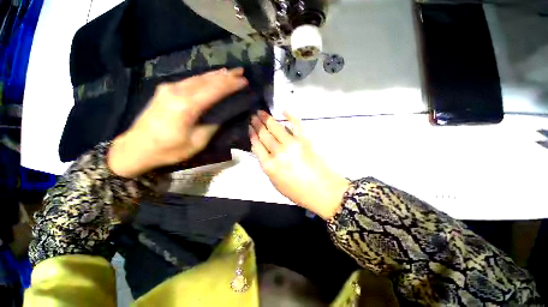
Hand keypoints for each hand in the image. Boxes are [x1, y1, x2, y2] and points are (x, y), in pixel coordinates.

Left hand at [108, 68, 247, 177]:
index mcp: (186, 106)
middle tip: (241, 72)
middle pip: (207, 80)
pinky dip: (204, 78)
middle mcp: (177, 92)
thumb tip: (224, 114)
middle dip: (226, 76)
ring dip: (215, 75)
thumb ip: (212, 126)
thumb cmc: (168, 150)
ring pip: (198, 77)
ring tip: (230, 72)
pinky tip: (211, 77)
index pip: (214, 90)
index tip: (244, 82)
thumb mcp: (197, 142)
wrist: (135, 148)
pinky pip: (190, 81)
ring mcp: (169, 88)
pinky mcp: (165, 90)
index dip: (231, 85)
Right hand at [249, 111, 349, 219]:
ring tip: (260, 112)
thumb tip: (263, 151)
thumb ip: (267, 165)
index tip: (249, 128)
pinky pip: (296, 124)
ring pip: (276, 127)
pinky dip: (290, 115)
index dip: (252, 135)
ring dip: (267, 118)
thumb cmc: (297, 191)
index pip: (257, 146)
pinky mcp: (305, 140)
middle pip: (264, 135)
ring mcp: (292, 144)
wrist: (322, 191)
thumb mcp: (276, 182)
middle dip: (257, 124)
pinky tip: (283, 111)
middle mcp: (278, 153)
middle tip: (253, 116)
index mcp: (269, 165)